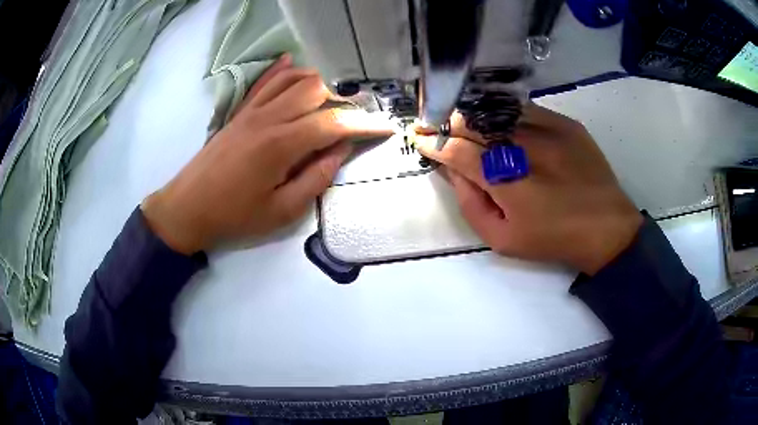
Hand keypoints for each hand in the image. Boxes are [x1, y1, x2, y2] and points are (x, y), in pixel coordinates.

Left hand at [141, 55, 393, 253]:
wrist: (188, 208)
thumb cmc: (235, 215)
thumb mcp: (281, 211)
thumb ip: (316, 179)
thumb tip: (340, 150)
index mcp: (281, 144)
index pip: (332, 124)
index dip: (363, 124)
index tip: (384, 128)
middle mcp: (268, 117)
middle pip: (315, 90)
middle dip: (342, 102)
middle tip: (354, 120)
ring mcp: (252, 110)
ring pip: (293, 79)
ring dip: (318, 84)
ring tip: (331, 101)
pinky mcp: (240, 111)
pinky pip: (265, 81)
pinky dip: (283, 70)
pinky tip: (294, 64)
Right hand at [415, 103, 642, 274]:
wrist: (606, 227)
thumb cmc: (552, 239)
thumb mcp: (502, 239)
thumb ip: (470, 204)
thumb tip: (452, 171)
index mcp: (505, 180)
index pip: (456, 150)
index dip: (434, 143)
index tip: (420, 139)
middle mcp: (523, 146)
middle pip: (473, 123)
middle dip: (448, 125)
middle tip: (439, 129)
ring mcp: (547, 129)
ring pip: (497, 111)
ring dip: (475, 116)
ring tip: (466, 123)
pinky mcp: (565, 123)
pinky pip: (526, 109)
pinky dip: (506, 113)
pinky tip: (501, 121)